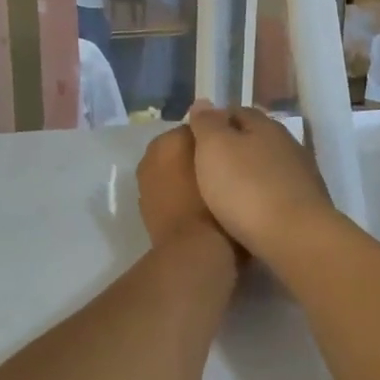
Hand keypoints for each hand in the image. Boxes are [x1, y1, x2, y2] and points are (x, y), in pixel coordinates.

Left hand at [136, 124, 224, 249]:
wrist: (193, 252)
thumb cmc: (215, 205)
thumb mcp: (227, 165)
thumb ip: (223, 142)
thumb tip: (222, 134)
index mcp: (170, 138)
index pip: (200, 127)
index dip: (218, 139)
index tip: (234, 153)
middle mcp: (152, 154)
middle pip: (183, 147)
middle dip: (200, 156)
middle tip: (226, 171)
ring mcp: (145, 181)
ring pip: (173, 168)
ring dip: (188, 174)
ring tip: (215, 190)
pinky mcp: (144, 205)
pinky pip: (167, 189)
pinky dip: (177, 192)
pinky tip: (197, 206)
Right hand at [185, 103, 334, 258]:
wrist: (295, 238)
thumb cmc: (246, 187)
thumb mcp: (214, 148)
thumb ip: (207, 123)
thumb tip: (203, 102)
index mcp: (264, 125)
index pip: (237, 112)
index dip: (215, 122)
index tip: (196, 139)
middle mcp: (287, 143)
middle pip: (255, 138)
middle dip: (234, 148)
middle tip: (208, 167)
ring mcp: (302, 175)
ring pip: (268, 166)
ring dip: (250, 174)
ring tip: (225, 192)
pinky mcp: (309, 205)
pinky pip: (278, 192)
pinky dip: (263, 196)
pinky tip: (250, 211)